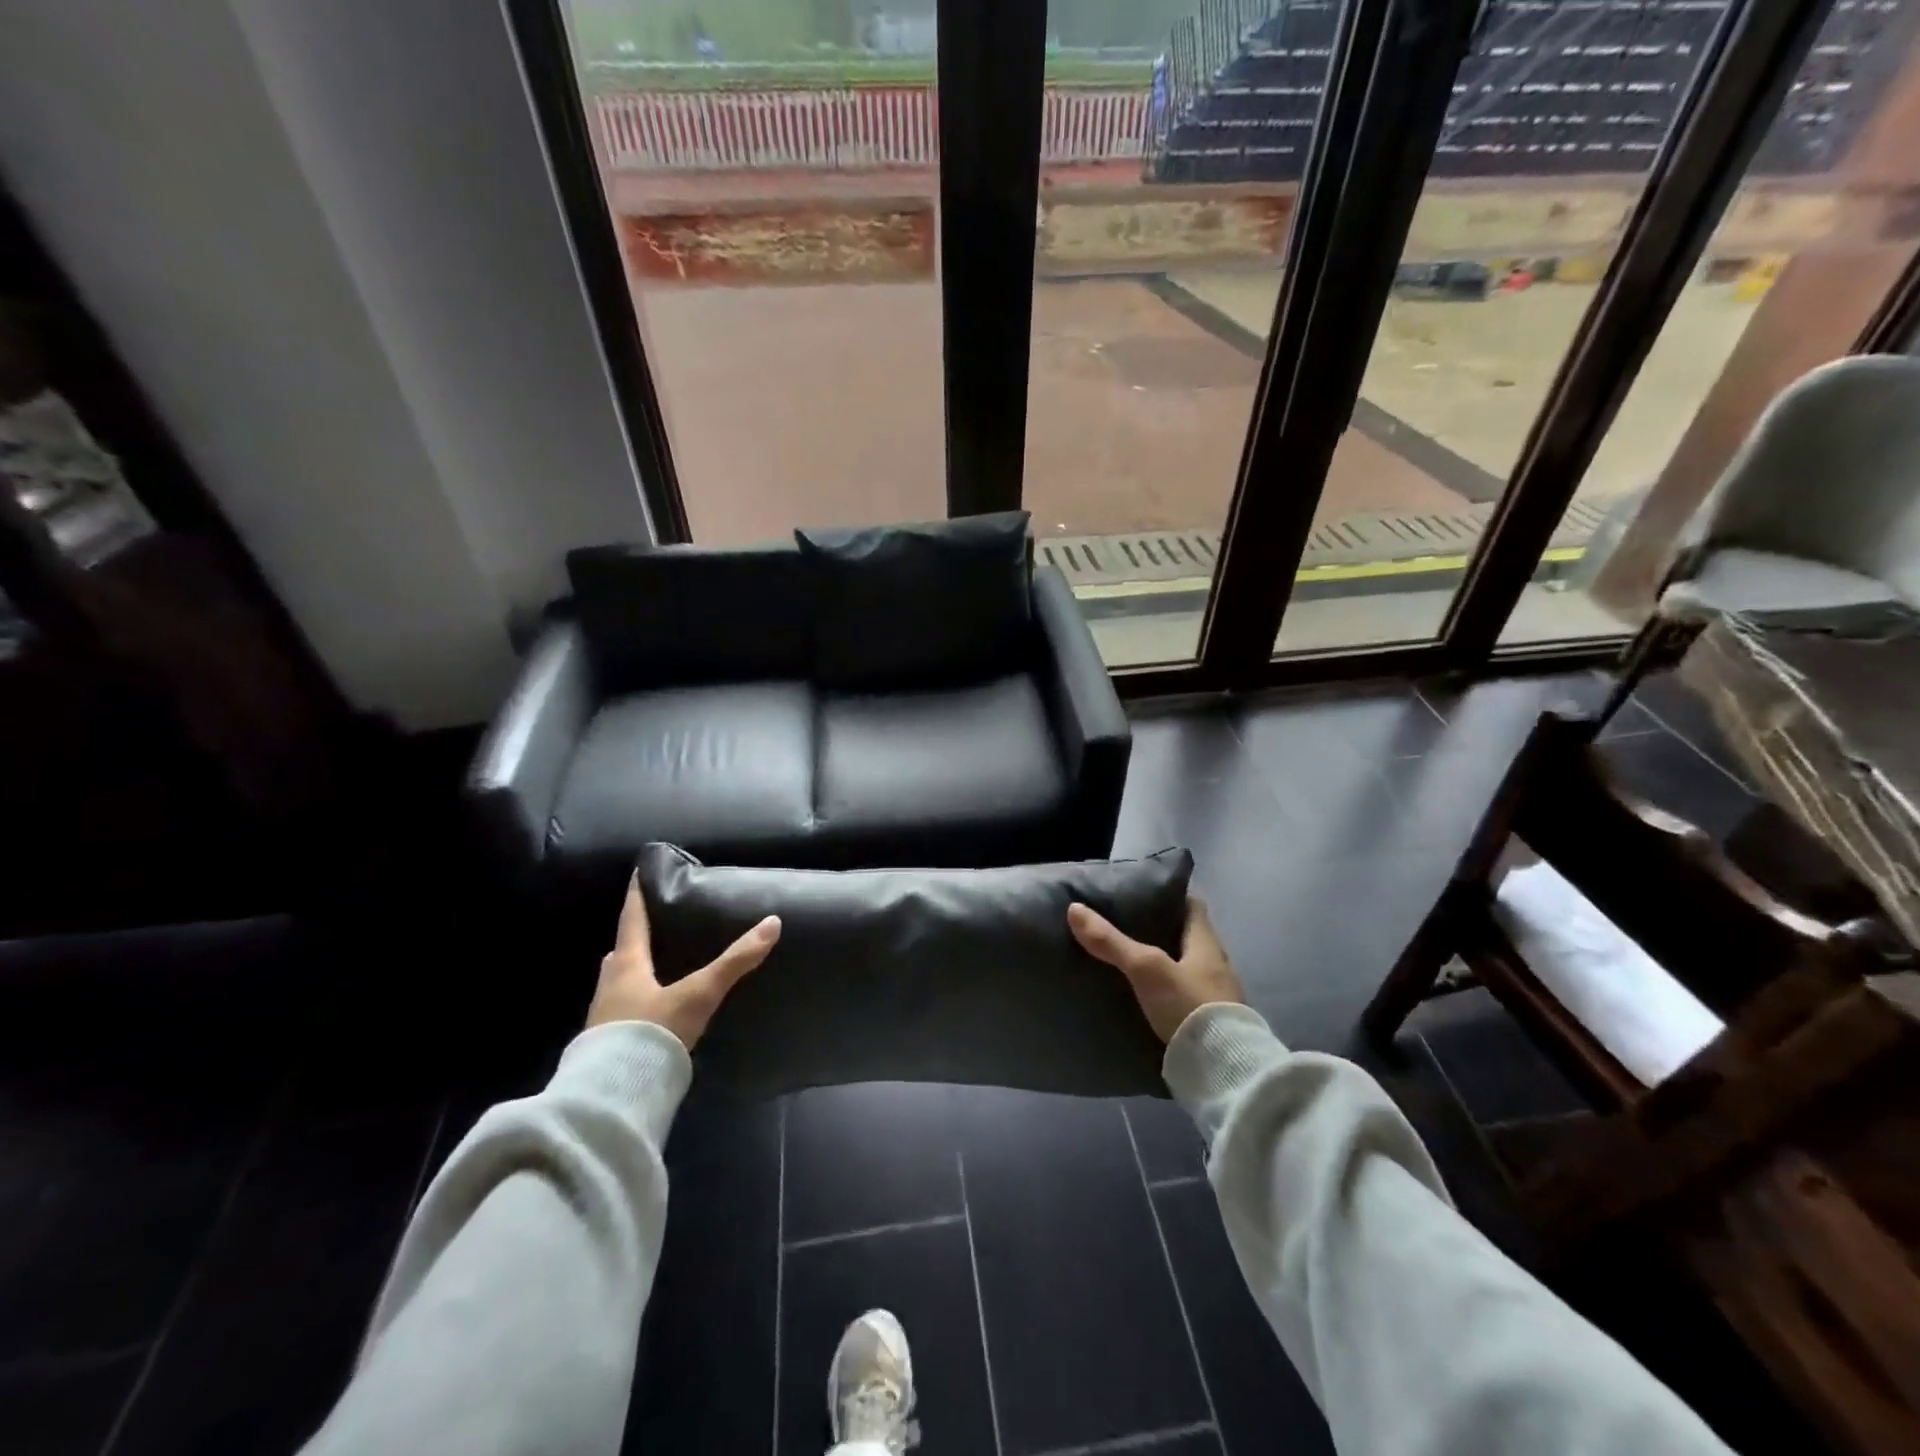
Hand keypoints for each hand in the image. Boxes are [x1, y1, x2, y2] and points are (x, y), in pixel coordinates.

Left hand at [587, 877, 780, 1048]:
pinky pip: (620, 1012)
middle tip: (652, 927)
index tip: (636, 874)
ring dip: (632, 972)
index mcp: (627, 966)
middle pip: (620, 953)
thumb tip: (772, 924)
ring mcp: (604, 1018)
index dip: (636, 896)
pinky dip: (634, 1003)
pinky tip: (650, 1010)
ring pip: (617, 983)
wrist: (615, 1095)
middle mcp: (609, 986)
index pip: (631, 920)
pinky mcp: (605, 1046)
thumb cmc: (652, 1031)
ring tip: (654, 968)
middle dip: (634, 939)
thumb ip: (735, 962)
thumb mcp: (699, 994)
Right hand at [1067, 897, 1243, 1043]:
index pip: (1193, 906)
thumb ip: (1111, 941)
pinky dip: (1170, 993)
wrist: (1223, 1070)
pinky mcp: (1213, 1025)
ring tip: (1132, 963)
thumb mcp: (1145, 968)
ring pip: (1188, 968)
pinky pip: (1188, 998)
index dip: (1171, 897)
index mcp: (1207, 943)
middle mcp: (1218, 965)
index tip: (1145, 894)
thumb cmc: (1189, 1005)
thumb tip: (1075, 908)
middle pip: (1190, 938)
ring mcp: (1218, 997)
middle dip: (1163, 932)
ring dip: (1167, 964)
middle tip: (1129, 927)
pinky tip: (1148, 999)